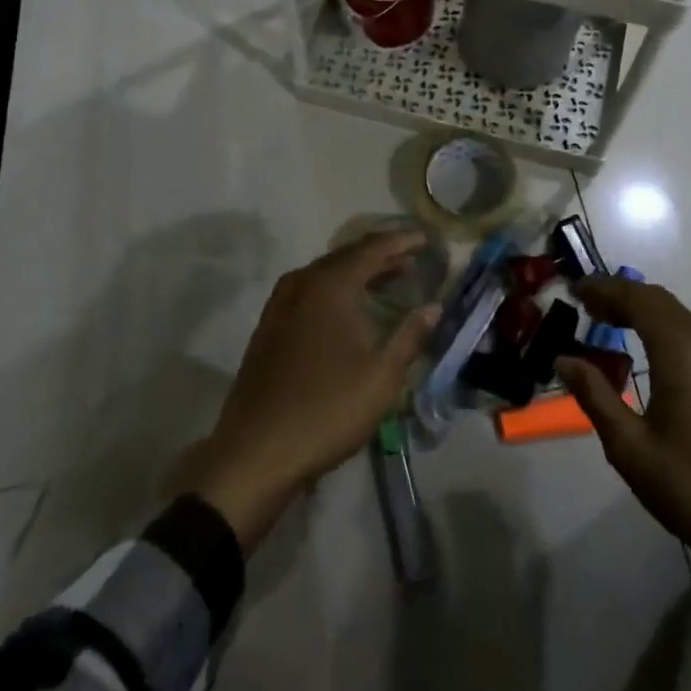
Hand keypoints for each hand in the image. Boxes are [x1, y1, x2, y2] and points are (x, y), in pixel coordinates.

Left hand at [173, 230, 439, 553]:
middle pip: (347, 256)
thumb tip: (434, 306)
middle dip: (381, 254)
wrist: (256, 452)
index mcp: (330, 285)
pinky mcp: (269, 327)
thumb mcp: (382, 376)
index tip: (426, 238)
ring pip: (325, 274)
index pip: (372, 249)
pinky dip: (335, 289)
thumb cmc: (327, 409)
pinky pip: (309, 291)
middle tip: (411, 259)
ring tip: (386, 279)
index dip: (401, 241)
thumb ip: (410, 335)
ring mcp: (280, 305)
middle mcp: (302, 284)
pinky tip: (346, 309)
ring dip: (357, 272)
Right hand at [555, 279, 690, 583]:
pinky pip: (688, 332)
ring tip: (603, 318)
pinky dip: (658, 325)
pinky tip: (639, 345)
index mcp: (682, 352)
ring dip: (639, 308)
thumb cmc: (690, 487)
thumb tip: (564, 359)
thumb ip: (595, 395)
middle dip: (619, 294)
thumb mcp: (629, 446)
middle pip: (658, 300)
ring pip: (675, 314)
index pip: (638, 299)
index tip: (573, 289)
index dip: (603, 288)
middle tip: (583, 303)